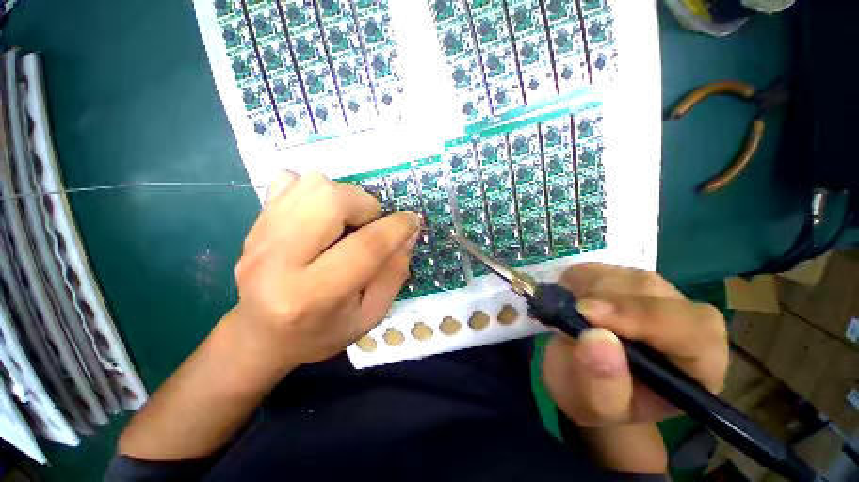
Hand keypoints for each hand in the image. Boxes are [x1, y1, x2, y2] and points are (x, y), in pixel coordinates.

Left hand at [233, 171, 420, 372]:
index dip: (397, 227)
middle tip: (369, 225)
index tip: (412, 221)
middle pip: (331, 201)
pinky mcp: (253, 222)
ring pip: (313, 184)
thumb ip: (395, 272)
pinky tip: (320, 216)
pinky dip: (316, 191)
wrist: (261, 335)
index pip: (366, 246)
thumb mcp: (370, 314)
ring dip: (344, 197)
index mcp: (311, 295)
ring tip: (347, 222)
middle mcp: (277, 261)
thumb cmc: (322, 332)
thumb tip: (409, 232)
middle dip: (365, 205)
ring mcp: (259, 236)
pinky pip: (289, 180)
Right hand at [542, 263, 728, 426]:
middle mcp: (686, 322)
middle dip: (604, 297)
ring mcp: (657, 296)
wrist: (586, 379)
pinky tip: (569, 297)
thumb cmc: (595, 399)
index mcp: (699, 365)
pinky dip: (579, 278)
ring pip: (626, 275)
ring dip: (588, 287)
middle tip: (567, 309)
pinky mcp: (626, 281)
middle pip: (654, 291)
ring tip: (566, 309)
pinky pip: (604, 268)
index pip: (691, 329)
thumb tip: (597, 337)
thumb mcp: (591, 406)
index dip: (642, 316)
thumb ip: (599, 385)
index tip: (586, 314)